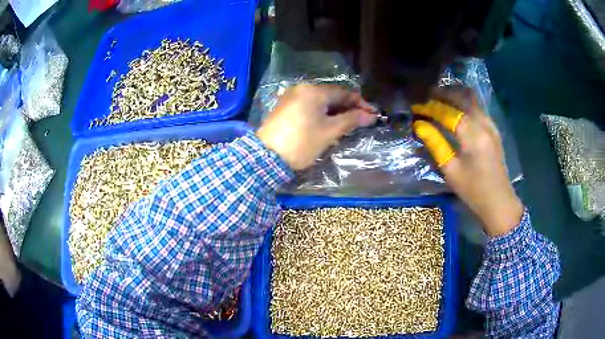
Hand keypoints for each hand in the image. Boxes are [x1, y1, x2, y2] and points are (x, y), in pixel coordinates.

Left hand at [257, 84, 376, 169]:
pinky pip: (309, 107)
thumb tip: (370, 116)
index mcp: (313, 91)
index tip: (373, 114)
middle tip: (362, 121)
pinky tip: (329, 124)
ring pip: (320, 102)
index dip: (360, 103)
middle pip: (331, 96)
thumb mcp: (329, 131)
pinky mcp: (285, 108)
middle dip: (348, 108)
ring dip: (335, 112)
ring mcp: (291, 98)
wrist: (266, 158)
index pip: (344, 93)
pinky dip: (321, 114)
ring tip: (348, 125)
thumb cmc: (302, 143)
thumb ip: (351, 120)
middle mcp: (302, 89)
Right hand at [412, 87, 523, 235]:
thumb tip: (419, 125)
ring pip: (472, 99)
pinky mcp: (494, 129)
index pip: (448, 112)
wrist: (499, 201)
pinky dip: (465, 103)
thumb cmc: (473, 190)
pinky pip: (478, 107)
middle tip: (425, 96)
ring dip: (455, 96)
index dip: (430, 107)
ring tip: (439, 98)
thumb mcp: (451, 170)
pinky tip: (457, 109)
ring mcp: (491, 125)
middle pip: (461, 98)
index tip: (416, 106)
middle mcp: (483, 124)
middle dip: (442, 94)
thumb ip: (435, 144)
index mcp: (473, 135)